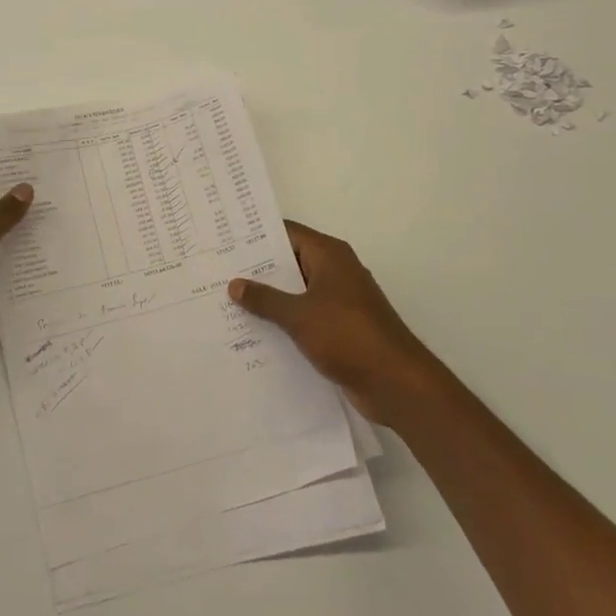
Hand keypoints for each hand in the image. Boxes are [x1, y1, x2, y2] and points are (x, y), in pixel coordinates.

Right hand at [230, 221, 437, 425]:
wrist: (396, 382)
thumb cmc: (348, 336)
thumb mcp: (299, 315)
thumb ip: (265, 299)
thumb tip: (235, 283)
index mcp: (329, 255)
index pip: (287, 233)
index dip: (256, 235)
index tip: (225, 240)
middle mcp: (335, 271)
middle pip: (290, 261)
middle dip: (257, 268)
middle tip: (218, 271)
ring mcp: (340, 300)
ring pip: (296, 291)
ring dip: (269, 298)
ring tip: (228, 301)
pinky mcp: (341, 328)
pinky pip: (305, 316)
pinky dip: (285, 320)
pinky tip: (255, 331)